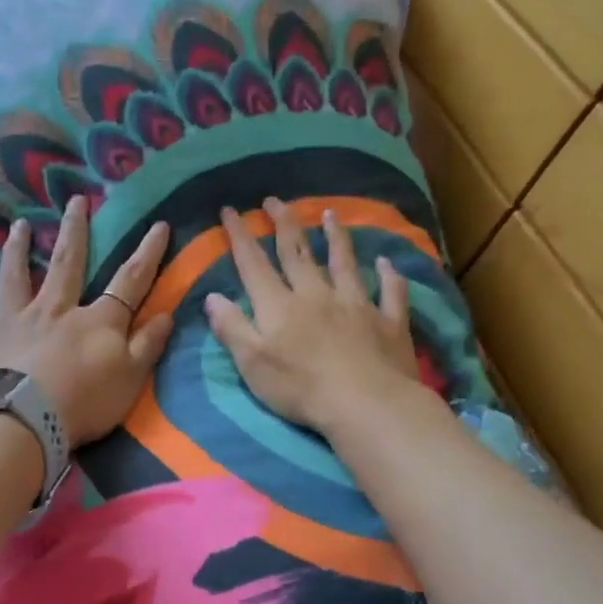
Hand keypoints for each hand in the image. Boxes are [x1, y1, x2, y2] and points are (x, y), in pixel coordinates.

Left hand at [0, 196, 173, 445]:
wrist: (20, 422)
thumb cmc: (82, 403)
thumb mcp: (130, 379)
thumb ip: (148, 345)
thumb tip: (167, 313)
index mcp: (95, 320)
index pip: (129, 280)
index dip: (147, 253)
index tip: (158, 224)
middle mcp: (53, 309)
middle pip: (66, 262)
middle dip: (74, 230)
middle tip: (75, 200)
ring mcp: (11, 321)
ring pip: (14, 276)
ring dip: (16, 249)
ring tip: (18, 225)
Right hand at [204, 198, 432, 437]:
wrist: (366, 404)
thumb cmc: (301, 389)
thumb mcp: (253, 363)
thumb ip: (232, 328)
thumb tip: (212, 296)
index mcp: (280, 306)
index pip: (254, 263)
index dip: (240, 235)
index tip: (231, 209)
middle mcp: (317, 295)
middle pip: (298, 253)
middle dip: (284, 224)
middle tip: (275, 200)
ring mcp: (356, 305)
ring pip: (344, 263)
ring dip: (335, 237)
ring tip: (329, 214)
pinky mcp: (388, 322)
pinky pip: (390, 292)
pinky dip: (389, 275)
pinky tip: (387, 262)